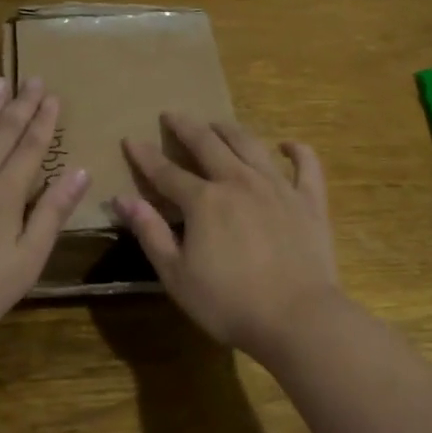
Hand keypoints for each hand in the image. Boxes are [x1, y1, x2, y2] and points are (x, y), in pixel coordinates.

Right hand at [116, 114, 342, 356]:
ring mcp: (278, 187)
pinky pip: (306, 166)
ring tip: (217, 123)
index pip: (167, 172)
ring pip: (251, 145)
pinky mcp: (309, 201)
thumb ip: (150, 233)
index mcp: (204, 201)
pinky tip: (287, 144)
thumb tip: (122, 199)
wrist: (298, 319)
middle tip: (172, 114)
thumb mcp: (177, 275)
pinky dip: (297, 150)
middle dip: (187, 127)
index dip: (146, 156)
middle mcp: (239, 182)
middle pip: (208, 144)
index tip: (131, 139)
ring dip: (230, 130)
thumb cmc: (229, 303)